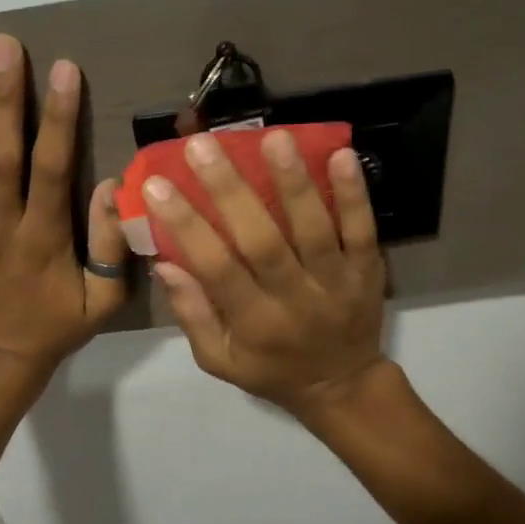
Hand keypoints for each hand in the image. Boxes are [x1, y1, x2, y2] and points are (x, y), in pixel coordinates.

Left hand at [0, 35, 127, 392]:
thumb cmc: (53, 329)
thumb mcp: (103, 303)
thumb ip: (112, 249)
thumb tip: (110, 188)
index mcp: (45, 241)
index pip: (53, 171)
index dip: (59, 120)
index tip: (63, 70)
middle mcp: (1, 228)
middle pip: (1, 158)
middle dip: (4, 101)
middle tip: (3, 46)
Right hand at [144, 129, 391, 421]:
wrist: (342, 386)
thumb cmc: (271, 371)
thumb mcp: (220, 359)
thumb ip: (193, 314)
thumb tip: (165, 262)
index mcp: (254, 323)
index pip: (216, 268)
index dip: (186, 226)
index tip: (157, 185)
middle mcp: (294, 299)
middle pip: (261, 241)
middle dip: (230, 191)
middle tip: (203, 145)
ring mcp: (335, 282)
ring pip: (314, 229)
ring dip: (294, 183)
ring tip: (273, 137)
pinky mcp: (367, 271)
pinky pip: (363, 230)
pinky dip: (355, 195)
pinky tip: (342, 155)